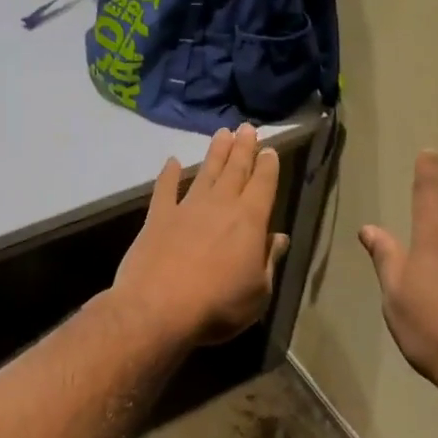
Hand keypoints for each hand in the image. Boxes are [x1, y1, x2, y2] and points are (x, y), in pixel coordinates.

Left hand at [112, 124, 289, 347]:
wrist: (157, 310)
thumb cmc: (217, 306)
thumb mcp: (258, 292)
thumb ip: (268, 261)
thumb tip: (279, 238)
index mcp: (250, 221)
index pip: (263, 185)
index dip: (268, 166)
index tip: (270, 149)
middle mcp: (220, 206)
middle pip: (235, 170)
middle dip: (244, 148)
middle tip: (247, 128)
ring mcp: (187, 208)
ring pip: (205, 173)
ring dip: (215, 153)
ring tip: (222, 133)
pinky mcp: (157, 218)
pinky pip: (165, 190)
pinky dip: (169, 174)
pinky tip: (171, 161)